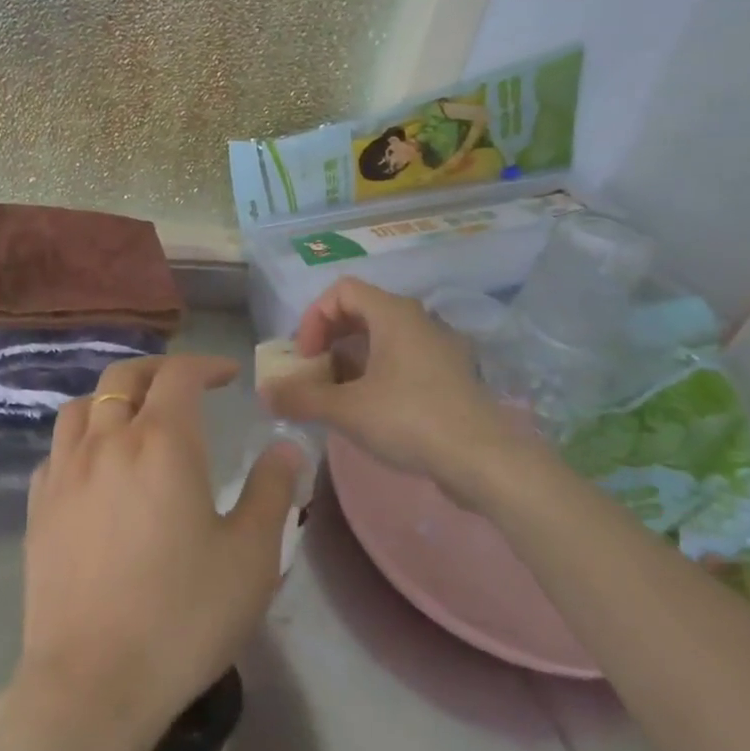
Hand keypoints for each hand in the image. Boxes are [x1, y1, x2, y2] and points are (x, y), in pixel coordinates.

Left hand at [10, 355, 300, 750]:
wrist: (91, 686)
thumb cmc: (183, 617)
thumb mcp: (250, 556)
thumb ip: (272, 491)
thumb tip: (285, 446)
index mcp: (161, 442)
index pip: (179, 374)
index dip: (206, 365)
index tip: (228, 376)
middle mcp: (107, 442)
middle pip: (124, 377)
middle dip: (158, 371)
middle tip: (185, 386)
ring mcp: (64, 473)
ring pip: (81, 406)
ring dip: (112, 398)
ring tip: (135, 418)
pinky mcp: (38, 508)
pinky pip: (57, 450)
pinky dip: (81, 439)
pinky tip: (95, 467)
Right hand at [262, 279, 523, 508]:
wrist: (485, 459)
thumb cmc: (410, 419)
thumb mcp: (347, 410)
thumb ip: (301, 398)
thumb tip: (264, 394)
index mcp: (393, 313)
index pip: (342, 290)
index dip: (314, 318)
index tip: (306, 356)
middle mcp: (417, 320)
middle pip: (361, 312)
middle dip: (329, 341)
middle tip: (314, 374)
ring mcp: (437, 347)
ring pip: (382, 339)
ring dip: (351, 361)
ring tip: (336, 398)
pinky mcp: (449, 375)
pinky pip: (403, 361)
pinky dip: (377, 375)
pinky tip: (369, 412)